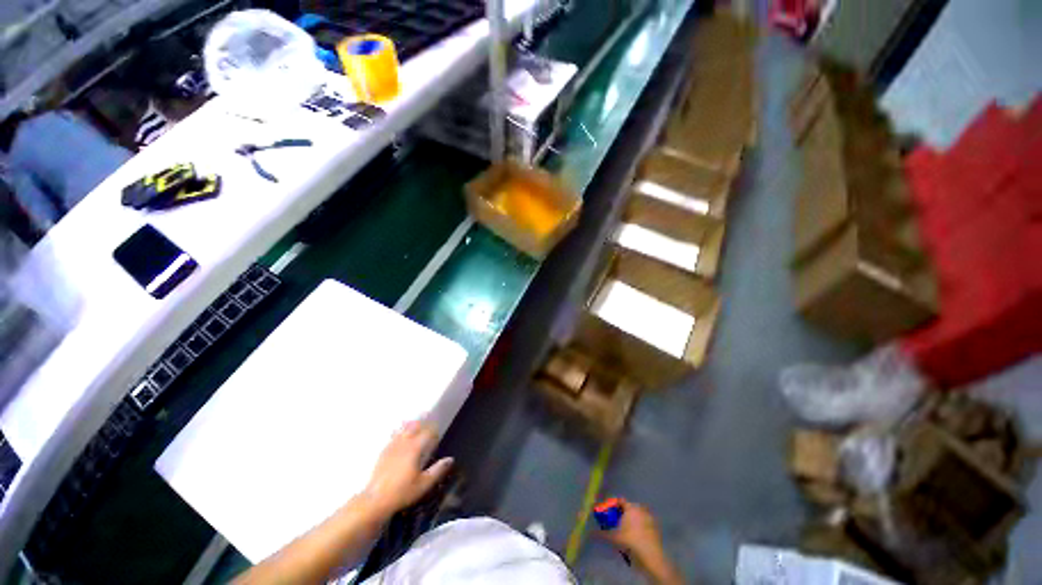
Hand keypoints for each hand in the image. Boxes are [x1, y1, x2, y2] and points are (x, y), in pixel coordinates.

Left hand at [363, 420, 453, 516]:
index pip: (427, 433)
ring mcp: (392, 447)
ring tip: (415, 421)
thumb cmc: (402, 492)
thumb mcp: (424, 484)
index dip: (434, 431)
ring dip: (411, 424)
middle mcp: (404, 444)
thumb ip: (438, 470)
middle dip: (422, 422)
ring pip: (403, 430)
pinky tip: (400, 433)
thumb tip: (450, 459)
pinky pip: (393, 436)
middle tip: (428, 419)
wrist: (375, 501)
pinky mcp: (383, 453)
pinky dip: (399, 431)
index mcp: (414, 449)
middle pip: (414, 427)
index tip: (438, 433)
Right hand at [597, 499, 665, 563]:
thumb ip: (602, 533)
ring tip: (624, 529)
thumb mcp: (614, 538)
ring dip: (630, 519)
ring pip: (637, 515)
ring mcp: (650, 518)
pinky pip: (644, 523)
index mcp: (630, 507)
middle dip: (621, 513)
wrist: (651, 558)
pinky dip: (639, 526)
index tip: (608, 512)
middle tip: (615, 521)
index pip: (620, 500)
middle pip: (628, 507)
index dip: (613, 505)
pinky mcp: (656, 528)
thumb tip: (590, 532)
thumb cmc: (631, 543)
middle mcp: (640, 509)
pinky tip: (635, 535)